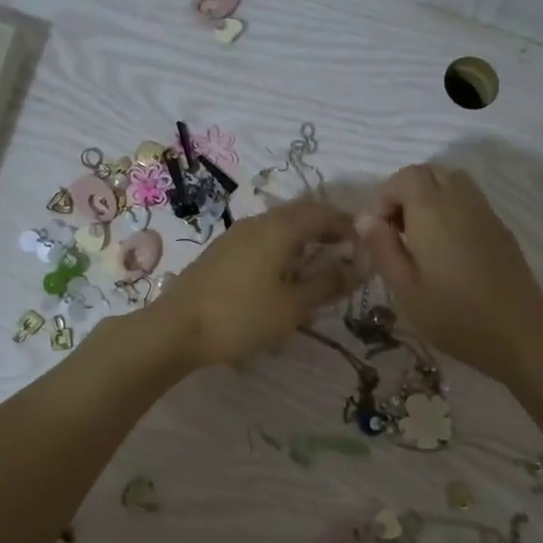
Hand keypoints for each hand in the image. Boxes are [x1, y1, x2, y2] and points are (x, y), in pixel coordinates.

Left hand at [148, 199, 359, 367]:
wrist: (177, 328)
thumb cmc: (242, 316)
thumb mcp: (293, 306)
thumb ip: (328, 283)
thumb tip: (358, 267)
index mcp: (281, 228)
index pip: (324, 213)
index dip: (348, 225)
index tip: (365, 244)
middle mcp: (259, 222)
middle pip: (301, 214)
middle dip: (327, 228)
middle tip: (346, 252)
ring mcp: (236, 235)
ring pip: (280, 225)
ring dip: (304, 238)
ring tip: (319, 263)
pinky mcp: (222, 251)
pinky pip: (263, 238)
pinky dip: (283, 247)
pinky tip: (284, 272)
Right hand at [356, 164, 542, 384]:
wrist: (519, 335)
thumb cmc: (455, 317)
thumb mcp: (406, 290)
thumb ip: (383, 249)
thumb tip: (365, 219)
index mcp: (433, 212)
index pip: (405, 176)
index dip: (385, 196)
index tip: (378, 232)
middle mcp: (461, 201)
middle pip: (430, 172)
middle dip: (406, 193)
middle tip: (396, 232)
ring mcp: (486, 212)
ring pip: (453, 182)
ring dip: (430, 197)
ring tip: (420, 237)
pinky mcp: (501, 228)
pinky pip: (470, 200)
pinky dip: (451, 208)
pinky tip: (447, 248)